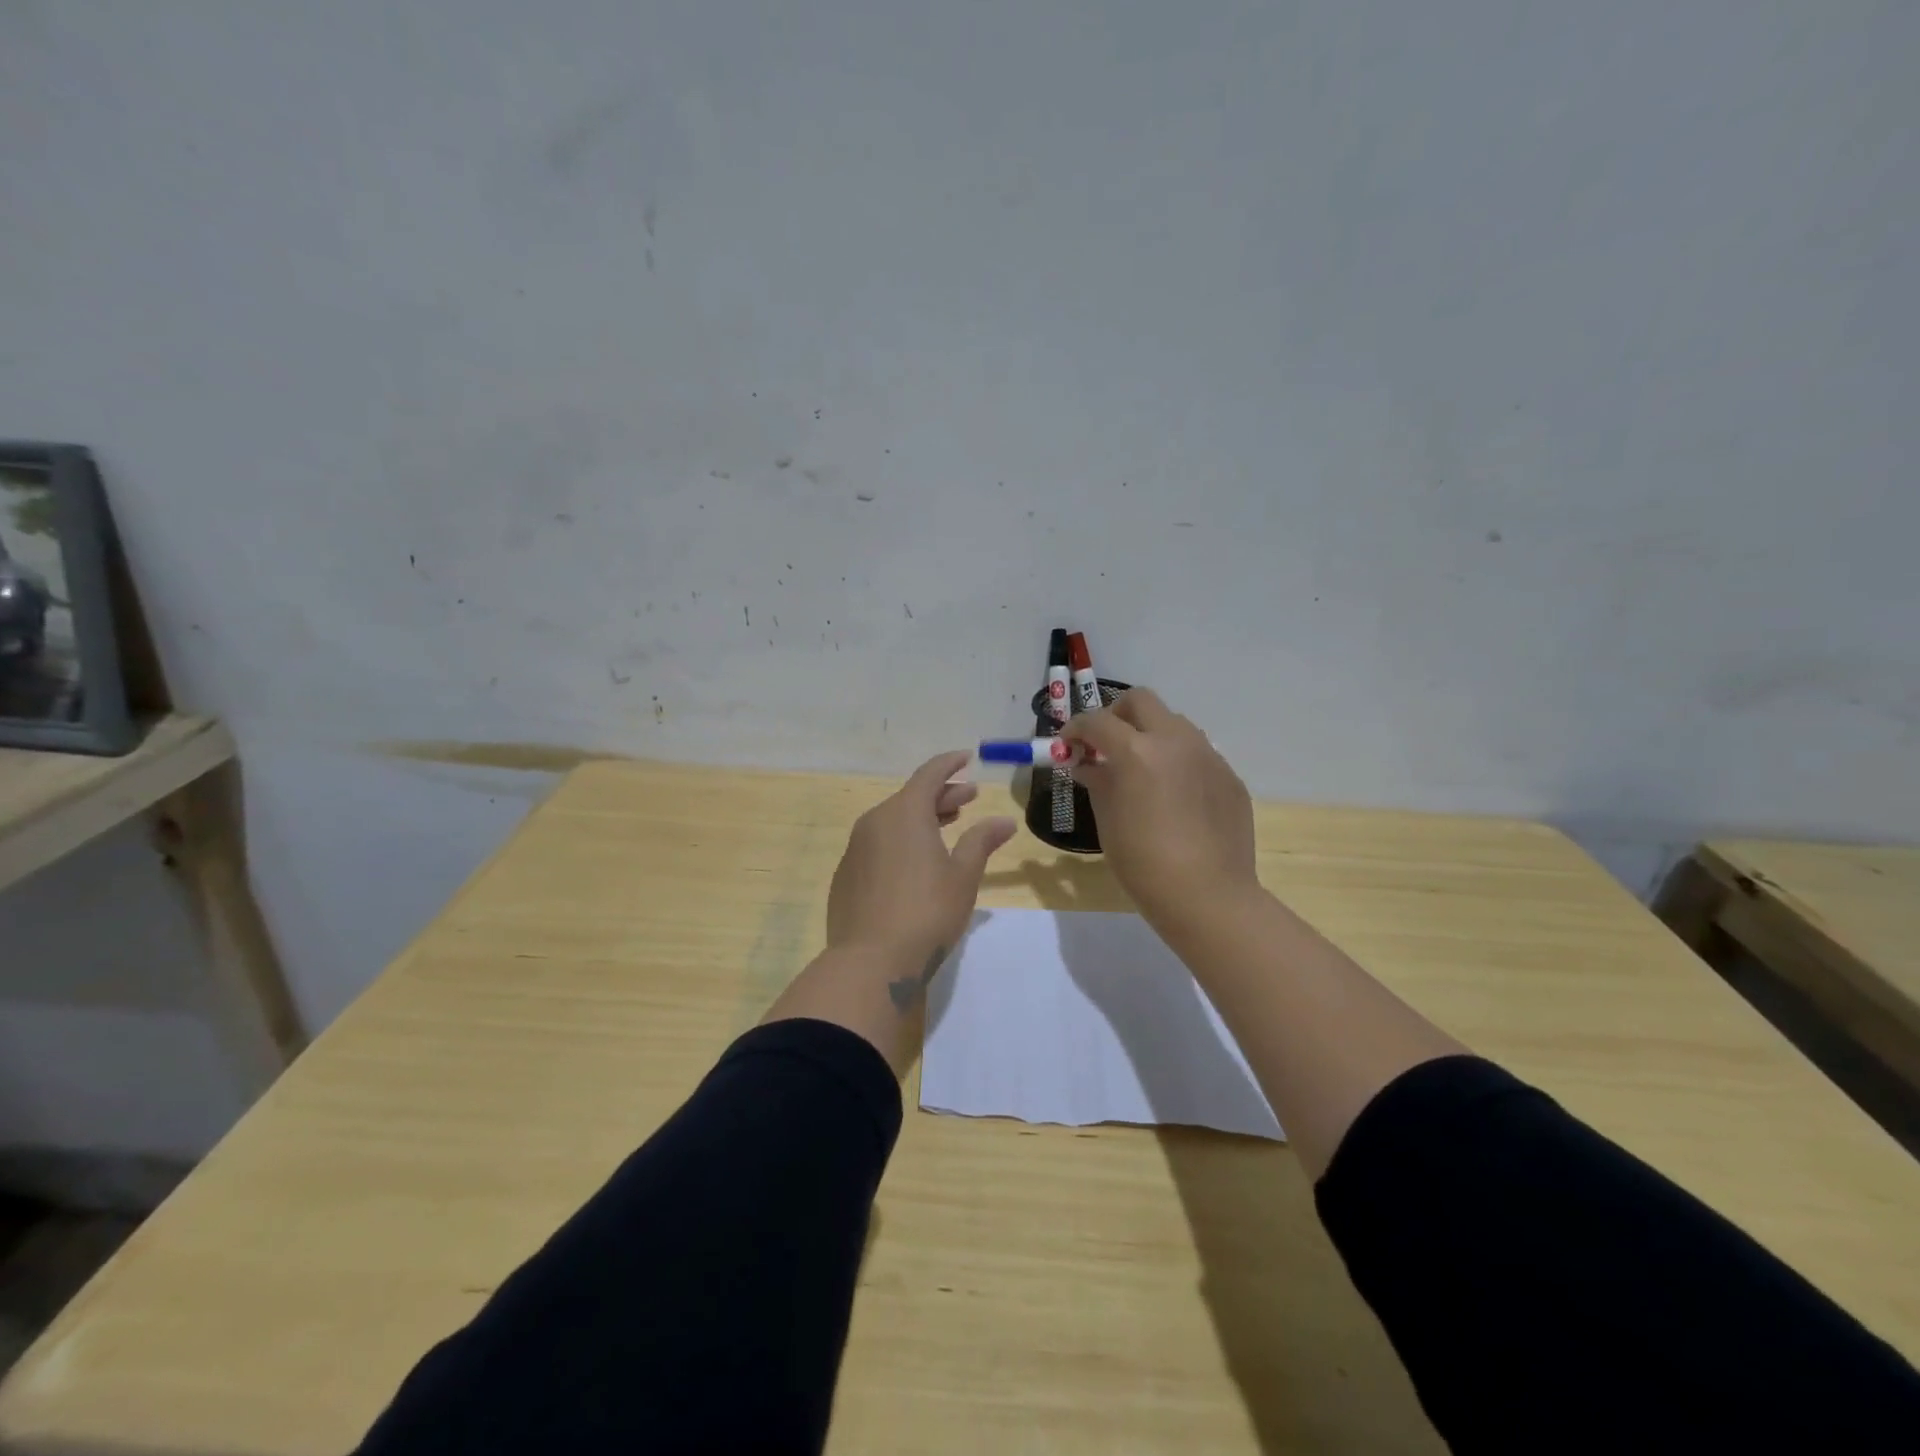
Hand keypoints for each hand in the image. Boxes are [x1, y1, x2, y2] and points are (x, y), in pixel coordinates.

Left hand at [827, 751, 1017, 970]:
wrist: (870, 962)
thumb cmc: (926, 912)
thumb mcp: (963, 876)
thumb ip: (981, 841)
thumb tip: (1004, 821)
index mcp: (904, 813)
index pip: (929, 774)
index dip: (950, 764)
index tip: (966, 758)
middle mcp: (875, 822)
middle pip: (911, 798)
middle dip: (941, 795)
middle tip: (968, 799)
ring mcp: (855, 849)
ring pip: (892, 822)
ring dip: (920, 819)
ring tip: (945, 827)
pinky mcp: (845, 876)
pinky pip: (877, 846)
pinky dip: (899, 843)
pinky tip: (915, 863)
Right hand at [1062, 689, 1258, 928]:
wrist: (1209, 896)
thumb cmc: (1144, 863)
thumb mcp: (1108, 820)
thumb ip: (1097, 781)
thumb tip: (1088, 764)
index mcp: (1138, 751)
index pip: (1097, 722)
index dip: (1076, 729)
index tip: (1068, 745)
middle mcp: (1175, 741)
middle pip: (1140, 701)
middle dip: (1116, 715)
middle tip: (1105, 744)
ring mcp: (1208, 755)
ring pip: (1173, 723)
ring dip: (1150, 734)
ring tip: (1141, 770)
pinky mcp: (1229, 776)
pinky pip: (1197, 754)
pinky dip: (1176, 761)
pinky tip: (1173, 797)